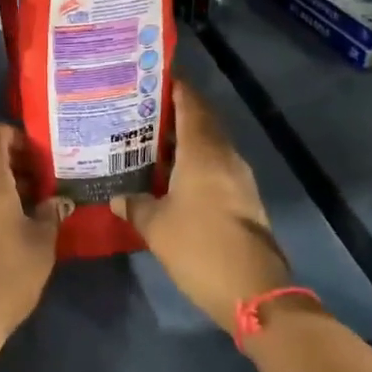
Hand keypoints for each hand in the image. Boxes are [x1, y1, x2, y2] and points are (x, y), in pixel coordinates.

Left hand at [0, 123, 66, 343]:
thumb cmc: (5, 273)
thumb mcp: (41, 242)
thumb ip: (51, 213)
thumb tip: (57, 200)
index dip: (14, 134)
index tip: (41, 154)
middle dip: (16, 160)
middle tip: (47, 179)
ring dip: (7, 183)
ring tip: (39, 203)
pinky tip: (19, 226)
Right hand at [111, 80, 294, 335]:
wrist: (254, 293)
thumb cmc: (201, 248)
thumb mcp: (156, 226)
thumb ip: (134, 205)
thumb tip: (116, 197)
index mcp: (204, 152)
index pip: (191, 104)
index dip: (174, 87)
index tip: (149, 78)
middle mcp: (225, 157)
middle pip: (201, 121)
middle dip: (173, 112)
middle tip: (138, 109)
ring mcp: (238, 179)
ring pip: (208, 145)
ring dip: (182, 139)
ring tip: (146, 140)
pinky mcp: (242, 200)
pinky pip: (214, 167)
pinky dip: (192, 162)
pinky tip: (168, 175)